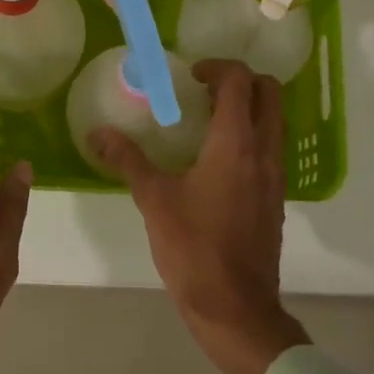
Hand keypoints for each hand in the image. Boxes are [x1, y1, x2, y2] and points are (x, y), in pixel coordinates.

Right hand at [90, 60, 309, 373]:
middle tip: (203, 90)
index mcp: (236, 144)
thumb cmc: (194, 248)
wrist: (235, 307)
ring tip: (206, 121)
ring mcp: (275, 176)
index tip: (190, 75)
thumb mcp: (154, 200)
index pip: (240, 81)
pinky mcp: (276, 198)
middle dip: (240, 81)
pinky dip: (251, 136)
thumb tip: (97, 133)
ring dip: (248, 108)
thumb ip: (127, 160)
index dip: (217, 67)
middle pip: (269, 93)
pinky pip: (270, 149)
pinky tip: (216, 160)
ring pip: (274, 122)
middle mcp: (264, 152)